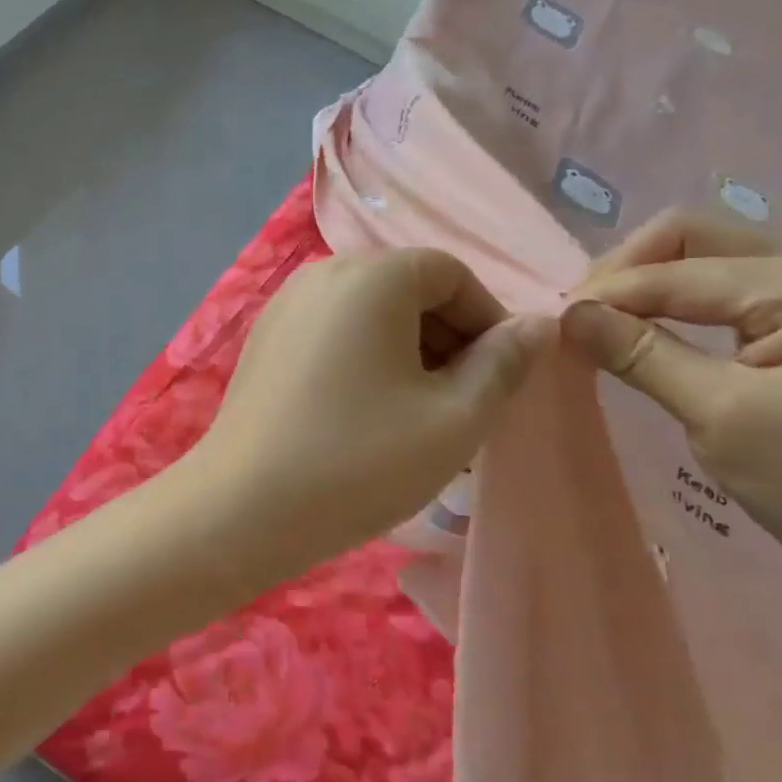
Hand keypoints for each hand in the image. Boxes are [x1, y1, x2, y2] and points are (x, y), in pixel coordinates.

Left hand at [188, 249, 549, 584]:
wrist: (241, 508)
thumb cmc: (358, 461)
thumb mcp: (453, 419)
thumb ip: (503, 364)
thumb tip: (539, 325)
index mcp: (370, 275)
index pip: (451, 274)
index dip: (488, 320)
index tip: (502, 378)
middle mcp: (322, 272)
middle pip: (407, 289)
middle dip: (449, 339)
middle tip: (466, 405)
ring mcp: (285, 305)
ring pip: (369, 315)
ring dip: (409, 355)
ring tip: (423, 419)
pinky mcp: (265, 339)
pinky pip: (333, 333)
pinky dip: (365, 360)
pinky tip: (370, 416)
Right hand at [562, 211, 781, 601]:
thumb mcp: (718, 415)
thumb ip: (641, 354)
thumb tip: (568, 313)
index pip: (676, 267)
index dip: (609, 292)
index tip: (554, 327)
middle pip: (692, 237)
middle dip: (627, 269)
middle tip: (582, 316)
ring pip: (704, 260)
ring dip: (648, 284)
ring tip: (604, 324)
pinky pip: (721, 292)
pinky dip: (674, 304)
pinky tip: (649, 333)